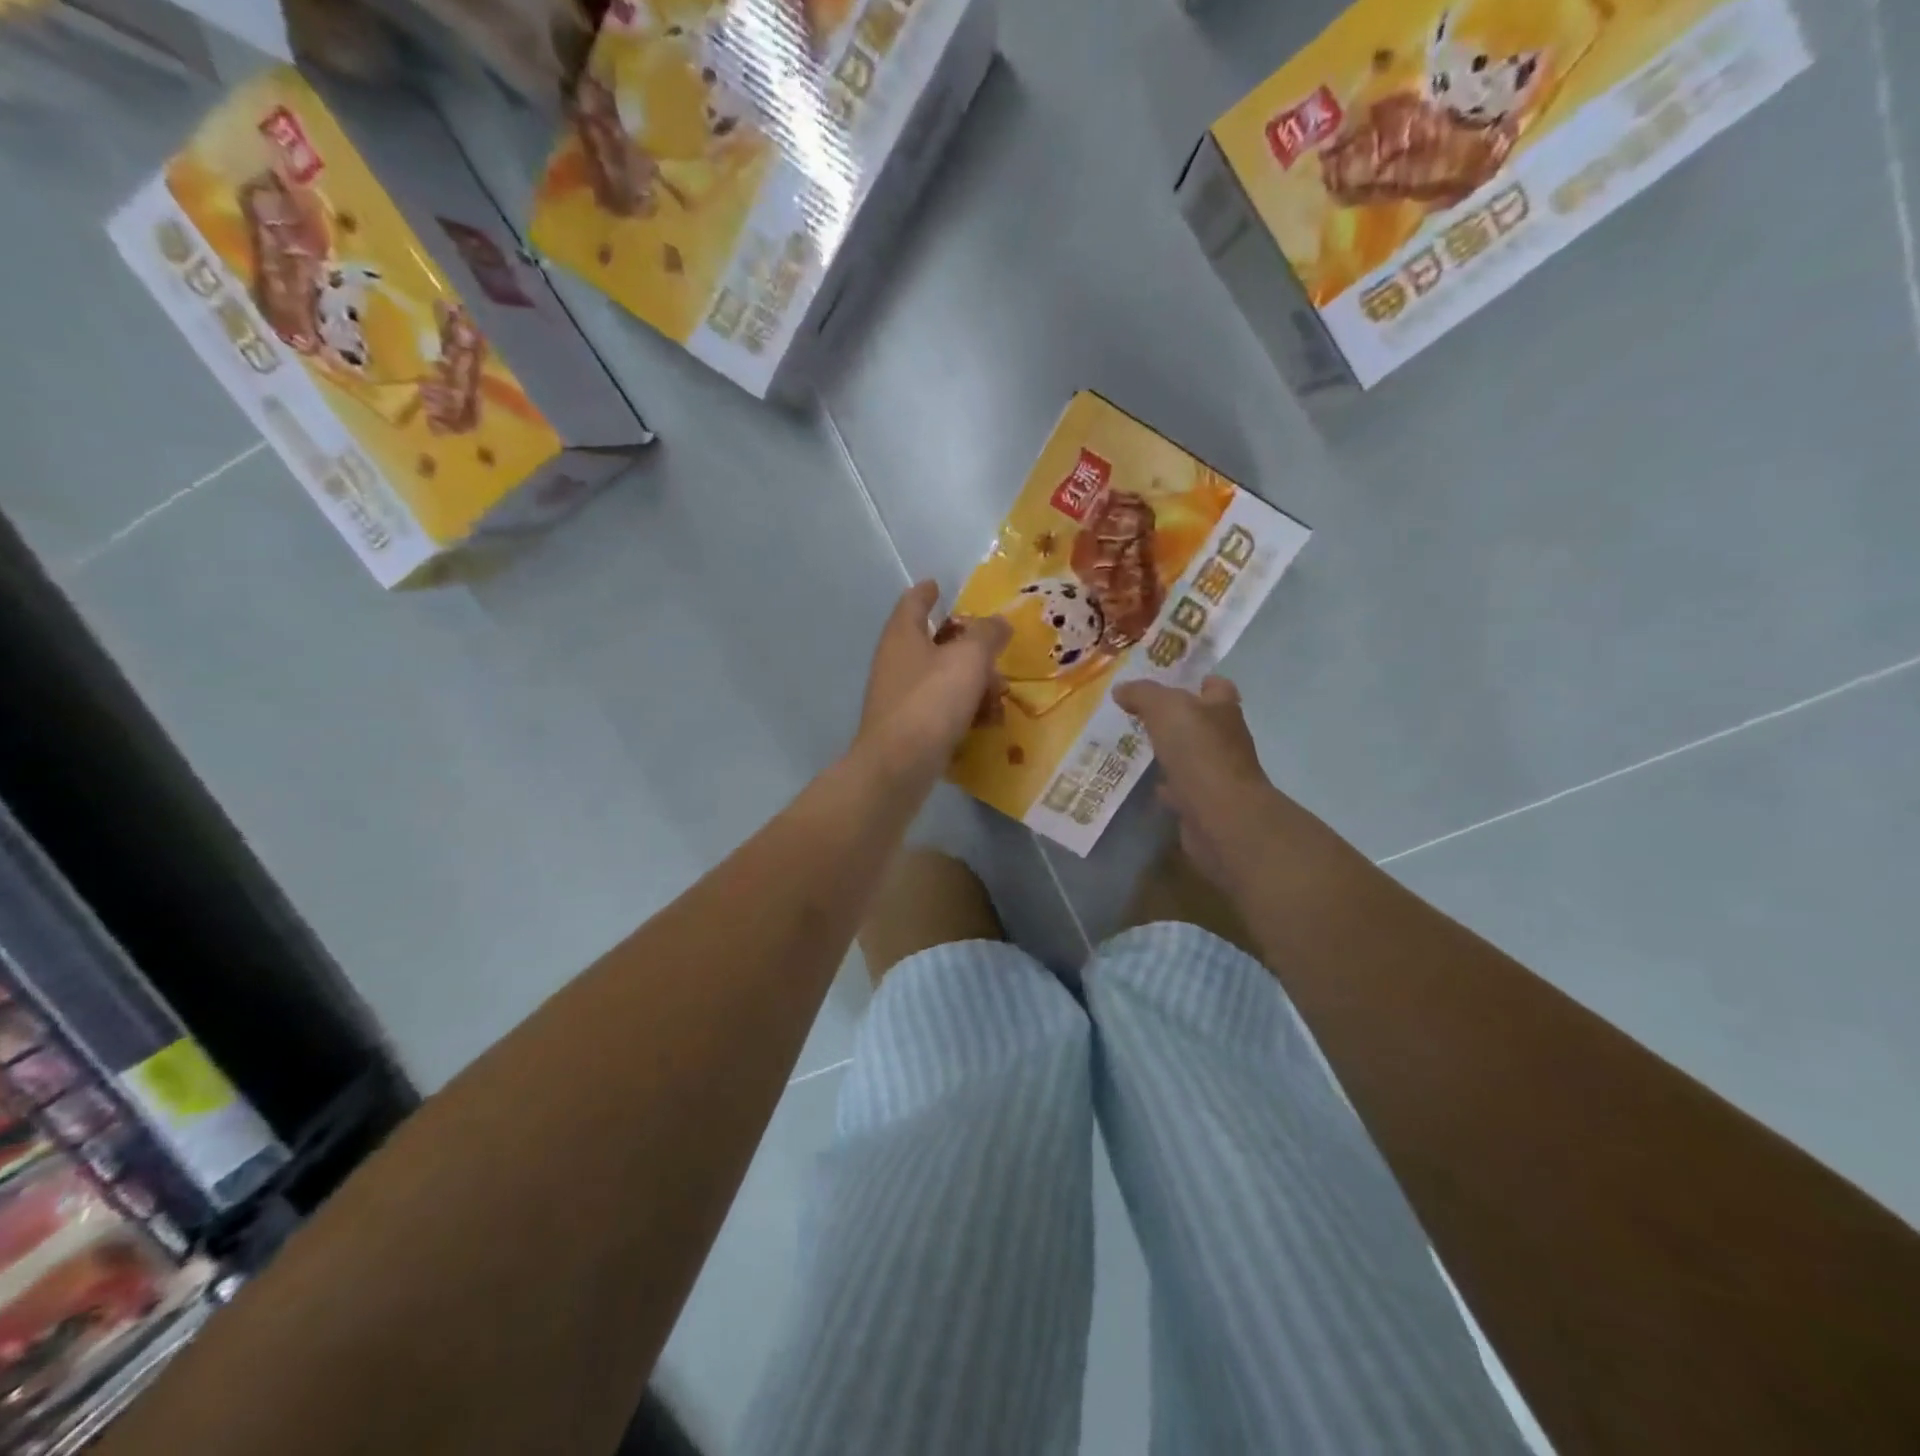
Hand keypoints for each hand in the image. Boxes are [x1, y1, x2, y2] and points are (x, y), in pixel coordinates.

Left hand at [857, 582, 1009, 785]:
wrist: (899, 767)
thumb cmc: (932, 702)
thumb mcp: (969, 659)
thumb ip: (987, 635)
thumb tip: (998, 622)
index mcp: (903, 635)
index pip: (914, 602)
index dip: (927, 591)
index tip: (937, 584)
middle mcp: (896, 662)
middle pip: (935, 643)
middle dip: (969, 648)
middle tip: (996, 654)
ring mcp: (900, 697)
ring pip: (943, 679)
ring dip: (973, 684)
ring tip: (999, 697)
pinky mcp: (908, 728)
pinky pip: (941, 709)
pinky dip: (964, 711)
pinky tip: (987, 724)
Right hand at [1112, 676, 1285, 888]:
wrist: (1221, 817)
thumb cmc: (1199, 753)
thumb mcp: (1166, 709)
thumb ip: (1143, 694)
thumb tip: (1121, 689)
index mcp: (1222, 709)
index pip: (1216, 686)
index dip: (1196, 682)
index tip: (1168, 684)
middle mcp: (1225, 738)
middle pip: (1201, 721)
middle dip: (1176, 718)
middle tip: (1140, 715)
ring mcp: (1217, 773)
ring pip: (1190, 755)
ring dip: (1170, 752)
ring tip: (1136, 746)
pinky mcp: (1205, 802)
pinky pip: (1182, 787)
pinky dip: (1166, 785)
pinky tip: (1146, 783)